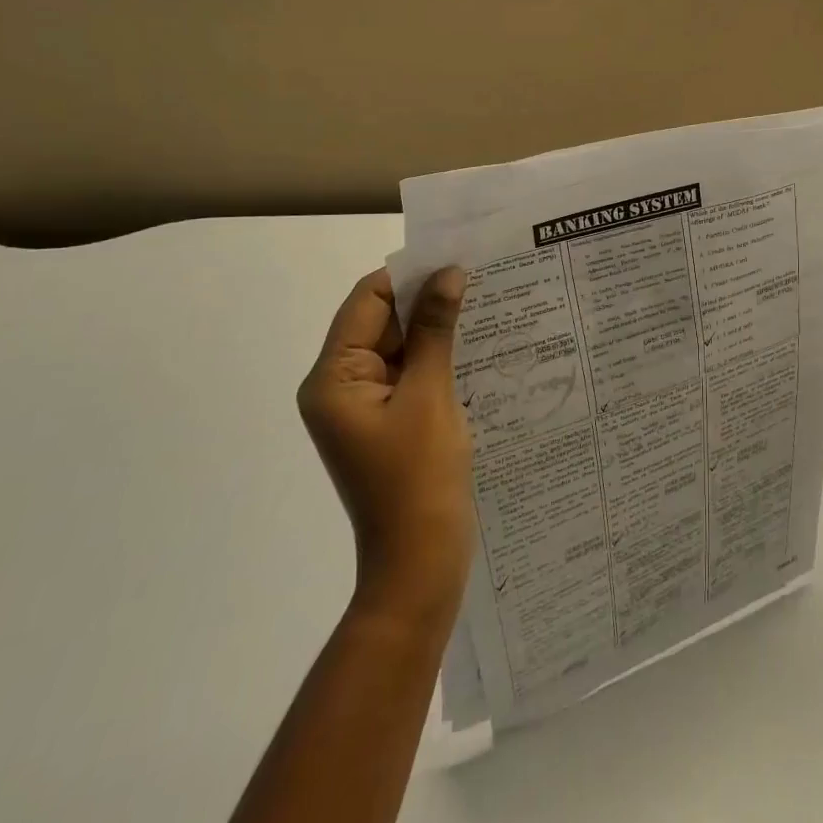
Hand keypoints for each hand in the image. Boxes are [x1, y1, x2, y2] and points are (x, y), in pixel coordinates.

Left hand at [298, 266, 473, 623]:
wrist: (421, 564)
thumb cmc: (419, 478)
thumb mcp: (430, 394)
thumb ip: (435, 330)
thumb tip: (449, 273)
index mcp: (334, 378)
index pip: (366, 301)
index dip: (409, 276)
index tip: (457, 258)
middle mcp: (341, 387)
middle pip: (382, 322)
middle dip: (428, 301)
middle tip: (482, 277)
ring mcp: (366, 407)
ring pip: (401, 348)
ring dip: (438, 329)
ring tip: (488, 305)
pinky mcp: (391, 422)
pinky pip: (413, 375)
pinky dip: (440, 358)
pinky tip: (479, 346)